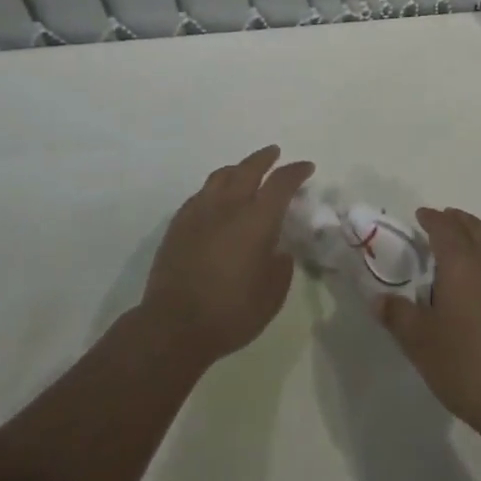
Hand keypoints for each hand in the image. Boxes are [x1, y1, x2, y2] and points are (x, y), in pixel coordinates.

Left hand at [140, 146, 314, 365]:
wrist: (173, 327)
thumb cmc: (231, 312)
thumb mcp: (272, 295)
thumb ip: (281, 266)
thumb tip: (279, 251)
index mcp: (257, 219)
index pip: (281, 183)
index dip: (296, 171)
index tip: (306, 167)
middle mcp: (229, 206)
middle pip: (249, 169)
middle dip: (265, 158)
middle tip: (274, 153)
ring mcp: (200, 212)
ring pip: (221, 176)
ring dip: (238, 169)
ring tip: (244, 171)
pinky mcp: (178, 224)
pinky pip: (200, 194)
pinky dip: (214, 189)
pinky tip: (215, 199)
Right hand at [376, 208, 480, 439]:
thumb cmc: (467, 367)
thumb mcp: (421, 345)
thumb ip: (398, 316)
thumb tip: (378, 298)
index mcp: (462, 262)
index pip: (443, 226)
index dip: (431, 218)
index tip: (421, 215)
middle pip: (474, 227)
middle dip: (457, 221)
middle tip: (444, 225)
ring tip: (474, 252)